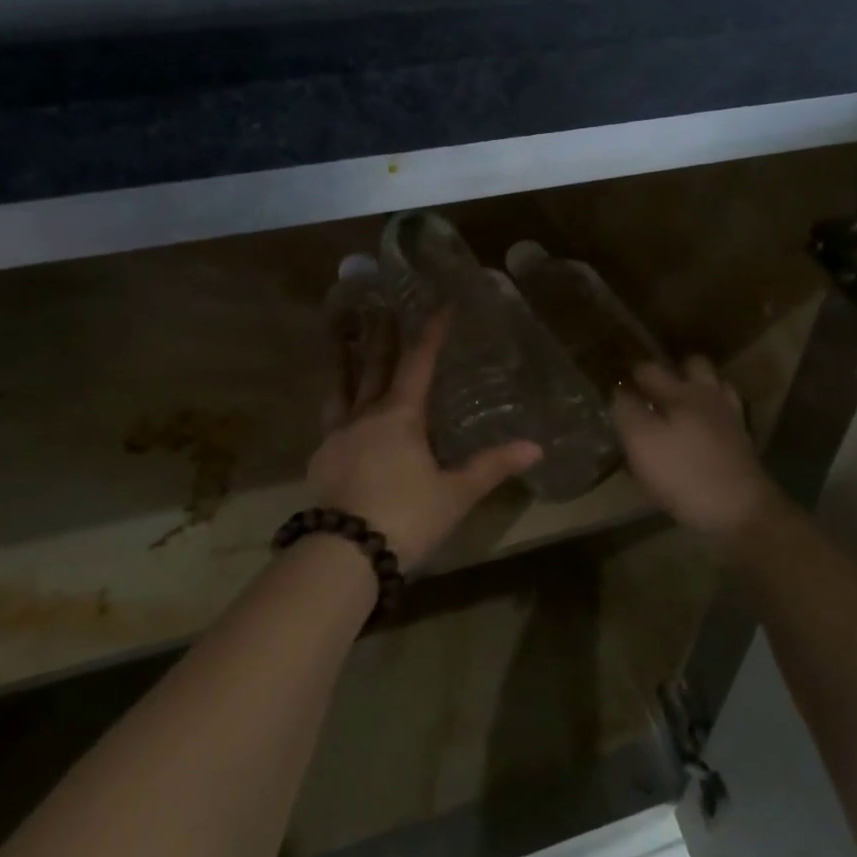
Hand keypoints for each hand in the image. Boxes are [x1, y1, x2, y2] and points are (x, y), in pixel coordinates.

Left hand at [311, 309, 541, 572]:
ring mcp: (337, 435)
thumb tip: (536, 448)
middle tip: (382, 308)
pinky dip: (337, 404)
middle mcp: (365, 415)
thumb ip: (492, 467)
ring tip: (342, 339)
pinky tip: (338, 412)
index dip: (432, 332)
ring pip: (341, 387)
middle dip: (383, 336)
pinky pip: (329, 419)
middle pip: (374, 365)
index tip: (442, 305)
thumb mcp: (456, 494)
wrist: (345, 552)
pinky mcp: (320, 458)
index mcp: (401, 416)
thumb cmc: (407, 517)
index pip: (419, 363)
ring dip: (344, 361)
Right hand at [612, 355, 783, 542]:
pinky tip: (702, 429)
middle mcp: (708, 396)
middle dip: (673, 369)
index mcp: (680, 393)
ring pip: (715, 386)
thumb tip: (618, 391)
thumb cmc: (684, 474)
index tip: (615, 380)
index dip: (630, 372)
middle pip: (693, 365)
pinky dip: (714, 414)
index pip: (649, 369)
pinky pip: (726, 415)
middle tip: (652, 388)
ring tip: (678, 405)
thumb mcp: (641, 442)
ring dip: (698, 387)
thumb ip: (626, 411)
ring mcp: (730, 418)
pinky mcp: (742, 442)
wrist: (741, 511)